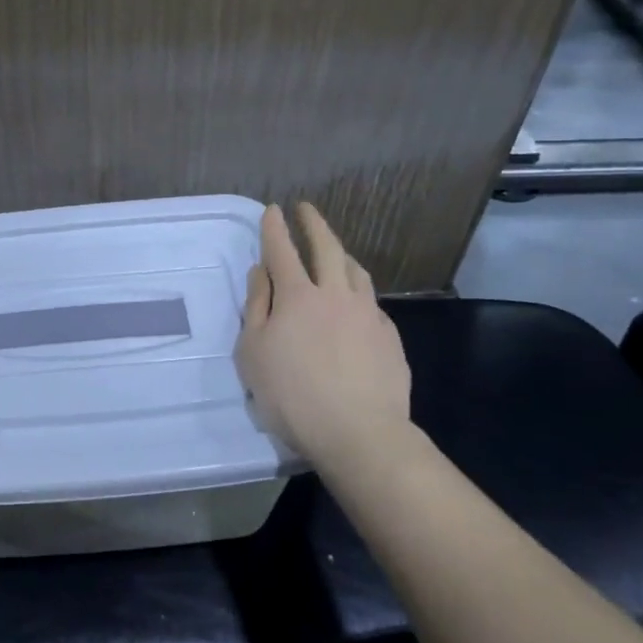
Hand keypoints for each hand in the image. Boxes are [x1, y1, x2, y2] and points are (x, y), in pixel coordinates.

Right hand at [236, 202, 412, 470]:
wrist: (359, 433)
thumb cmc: (292, 395)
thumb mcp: (254, 352)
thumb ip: (257, 307)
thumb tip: (261, 272)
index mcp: (297, 296)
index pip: (282, 250)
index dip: (274, 228)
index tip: (272, 209)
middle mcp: (335, 294)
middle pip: (326, 248)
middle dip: (314, 224)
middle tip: (306, 209)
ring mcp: (367, 314)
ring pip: (356, 271)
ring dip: (341, 254)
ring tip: (335, 251)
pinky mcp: (389, 337)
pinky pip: (371, 302)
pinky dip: (358, 292)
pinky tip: (356, 305)